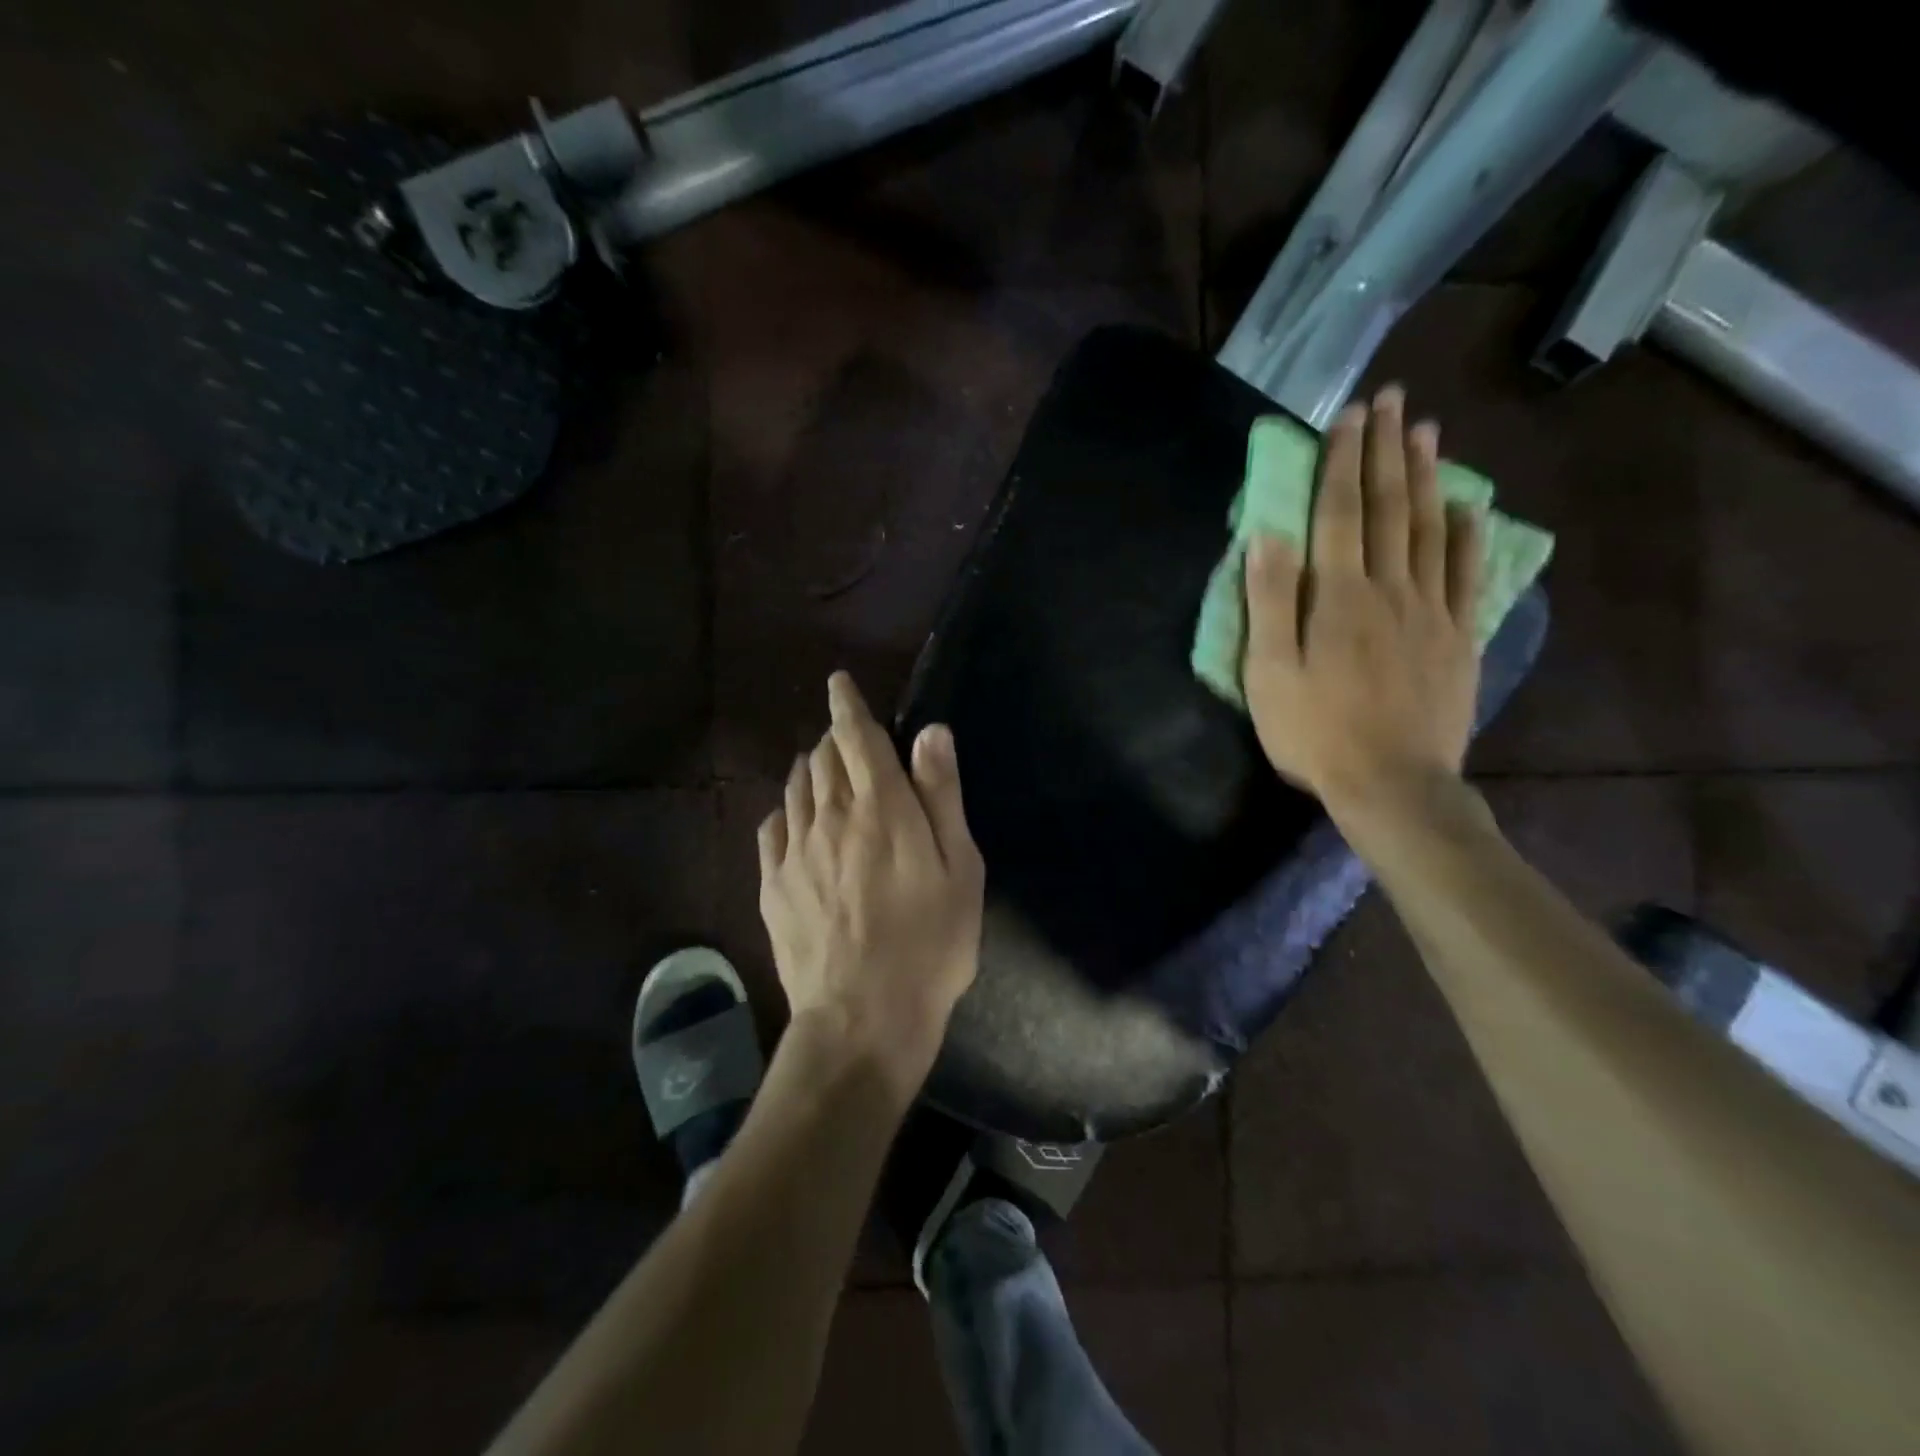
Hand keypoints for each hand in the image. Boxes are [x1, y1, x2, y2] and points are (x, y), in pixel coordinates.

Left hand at [757, 672, 984, 1097]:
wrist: (862, 1018)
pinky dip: (787, 808)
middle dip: (834, 739)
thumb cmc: (929, 944)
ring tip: (824, 774)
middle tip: (851, 744)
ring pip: (795, 786)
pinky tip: (796, 819)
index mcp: (880, 807)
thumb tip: (929, 731)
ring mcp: (794, 850)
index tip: (839, 683)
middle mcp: (830, 816)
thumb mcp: (959, 869)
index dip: (847, 704)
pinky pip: (772, 827)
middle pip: (821, 756)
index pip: (855, 736)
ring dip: (810, 770)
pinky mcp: (772, 884)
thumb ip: (941, 795)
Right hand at [1243, 386, 1481, 818]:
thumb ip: (1269, 603)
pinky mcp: (1457, 638)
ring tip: (1426, 433)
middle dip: (1386, 451)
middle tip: (1392, 400)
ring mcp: (1431, 612)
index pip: (1340, 513)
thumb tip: (1268, 536)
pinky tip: (1470, 507)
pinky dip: (1468, 536)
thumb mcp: (1270, 673)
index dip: (1343, 462)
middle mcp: (1390, 589)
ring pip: (1431, 531)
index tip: (1349, 416)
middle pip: (1389, 509)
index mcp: (1338, 597)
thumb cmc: (1315, 732)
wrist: (1391, 785)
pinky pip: (1467, 575)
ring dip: (1426, 478)